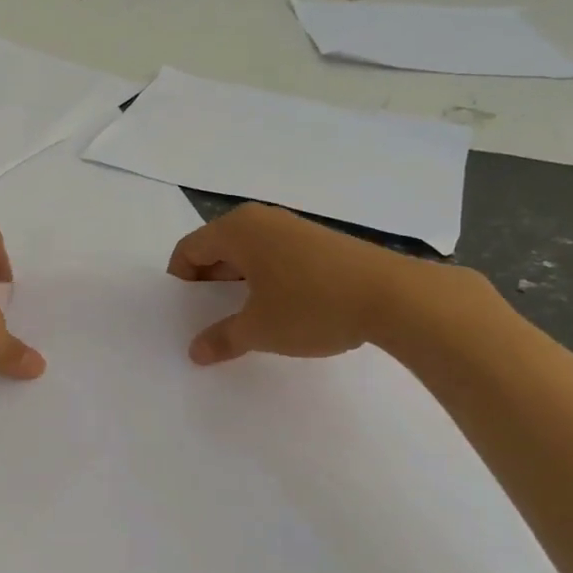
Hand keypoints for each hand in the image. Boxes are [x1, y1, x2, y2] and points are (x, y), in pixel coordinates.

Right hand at [167, 204, 430, 364]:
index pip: (189, 249)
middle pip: (217, 249)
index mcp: (238, 230)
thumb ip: (222, 338)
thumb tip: (195, 351)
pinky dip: (266, 282)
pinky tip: (280, 312)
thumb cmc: (311, 306)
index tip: (184, 315)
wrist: (392, 296)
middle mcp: (262, 220)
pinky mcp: (320, 243)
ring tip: (245, 321)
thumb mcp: (259, 329)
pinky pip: (276, 258)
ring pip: (249, 255)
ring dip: (239, 286)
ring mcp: (294, 228)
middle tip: (209, 321)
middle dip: (209, 286)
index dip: (180, 283)